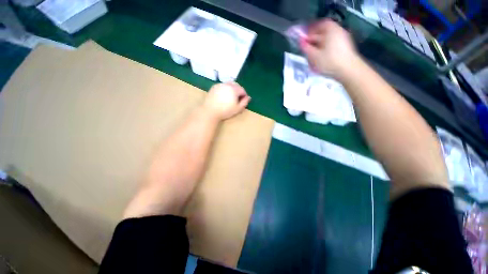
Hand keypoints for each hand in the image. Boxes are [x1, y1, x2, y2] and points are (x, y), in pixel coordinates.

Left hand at [202, 82, 250, 119]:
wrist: (211, 111)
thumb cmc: (225, 111)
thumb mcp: (238, 109)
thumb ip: (244, 102)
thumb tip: (248, 97)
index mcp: (234, 89)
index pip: (242, 90)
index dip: (244, 95)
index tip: (243, 101)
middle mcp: (227, 84)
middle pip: (236, 85)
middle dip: (239, 91)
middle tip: (238, 98)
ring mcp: (220, 85)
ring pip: (229, 84)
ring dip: (232, 89)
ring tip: (231, 97)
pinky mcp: (214, 87)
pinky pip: (223, 86)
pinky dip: (225, 89)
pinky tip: (224, 96)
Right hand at [300, 19, 358, 78]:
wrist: (348, 70)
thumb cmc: (329, 61)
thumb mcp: (314, 56)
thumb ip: (306, 48)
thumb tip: (301, 41)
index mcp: (331, 29)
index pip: (319, 25)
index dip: (310, 31)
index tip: (304, 39)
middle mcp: (338, 31)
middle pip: (324, 32)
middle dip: (314, 39)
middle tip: (307, 48)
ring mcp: (343, 38)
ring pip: (328, 39)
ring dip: (319, 45)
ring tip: (313, 55)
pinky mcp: (345, 47)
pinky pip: (332, 44)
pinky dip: (325, 48)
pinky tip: (321, 57)